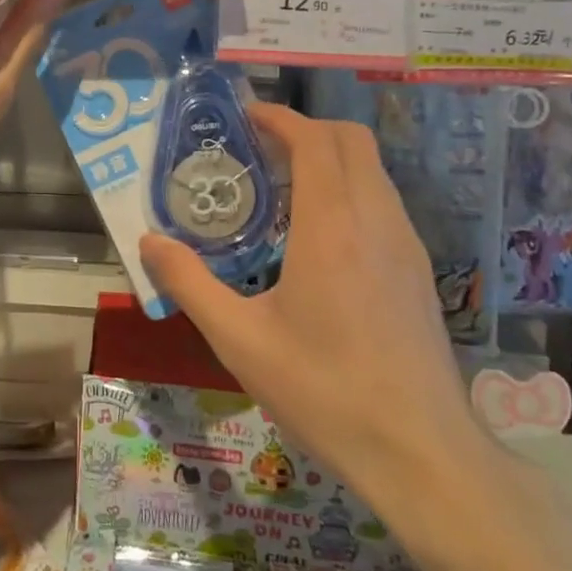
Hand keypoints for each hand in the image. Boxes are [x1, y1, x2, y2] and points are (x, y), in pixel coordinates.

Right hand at [139, 104, 481, 502]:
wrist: (422, 453)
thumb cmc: (325, 392)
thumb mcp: (240, 341)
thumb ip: (189, 283)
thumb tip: (148, 241)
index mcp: (332, 227)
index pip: (314, 140)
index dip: (280, 118)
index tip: (246, 116)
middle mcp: (376, 220)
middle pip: (351, 140)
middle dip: (306, 128)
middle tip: (260, 148)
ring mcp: (406, 244)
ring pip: (372, 169)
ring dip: (330, 157)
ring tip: (283, 186)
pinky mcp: (418, 269)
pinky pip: (383, 201)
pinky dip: (350, 187)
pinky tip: (320, 234)